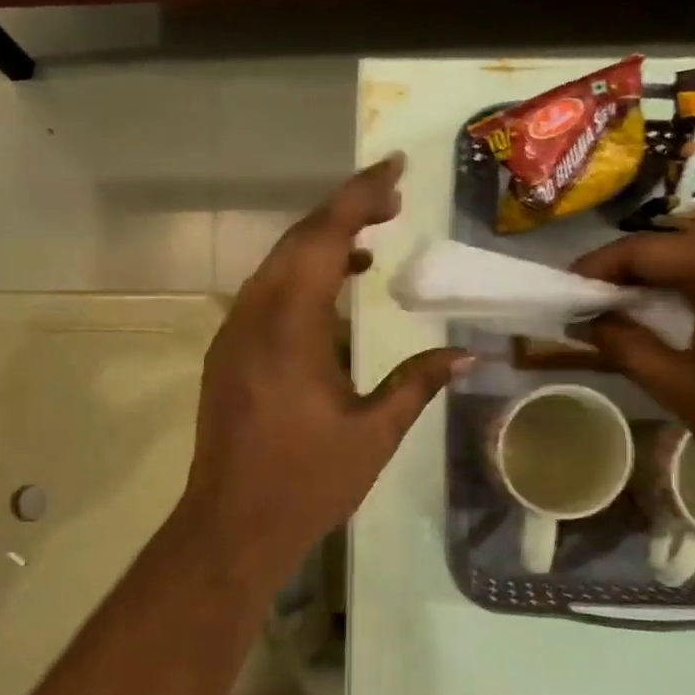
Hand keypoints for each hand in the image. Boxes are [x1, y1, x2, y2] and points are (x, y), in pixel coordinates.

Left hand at [181, 157, 467, 587]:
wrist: (231, 526)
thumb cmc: (306, 483)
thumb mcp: (374, 433)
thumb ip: (417, 383)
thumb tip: (467, 354)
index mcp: (290, 328)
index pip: (324, 238)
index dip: (359, 195)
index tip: (394, 168)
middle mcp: (254, 317)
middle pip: (297, 241)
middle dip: (343, 210)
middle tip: (392, 199)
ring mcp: (234, 334)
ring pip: (276, 265)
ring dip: (321, 243)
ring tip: (371, 239)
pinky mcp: (228, 353)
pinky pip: (265, 294)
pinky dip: (300, 276)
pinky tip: (333, 293)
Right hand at [571, 228, 694, 510]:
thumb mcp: (677, 386)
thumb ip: (625, 344)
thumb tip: (589, 321)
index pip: (647, 249)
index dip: (600, 265)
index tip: (570, 287)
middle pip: (685, 243)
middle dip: (637, 267)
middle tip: (601, 297)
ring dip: (676, 272)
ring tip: (641, 303)